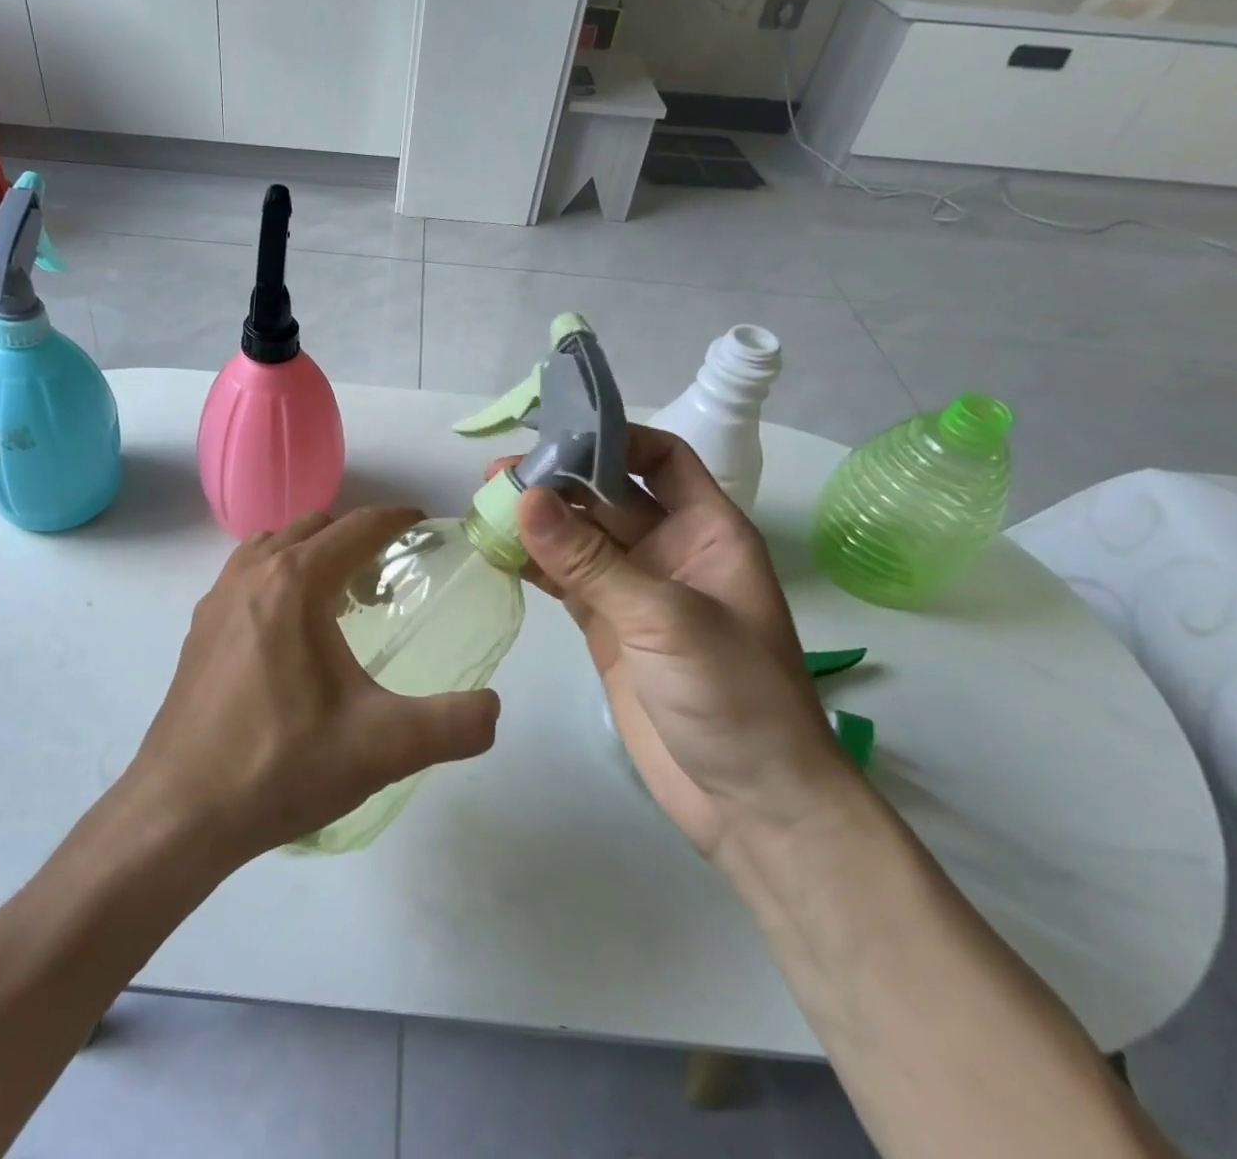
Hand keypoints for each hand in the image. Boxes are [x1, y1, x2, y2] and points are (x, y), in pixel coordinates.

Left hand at [127, 508, 500, 865]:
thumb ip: (452, 725)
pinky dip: (278, 574)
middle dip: (355, 537)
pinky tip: (291, 631)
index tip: (423, 525)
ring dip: (312, 552)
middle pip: (314, 526)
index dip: (395, 519)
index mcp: (295, 583)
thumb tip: (494, 709)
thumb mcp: (381, 748)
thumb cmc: (280, 766)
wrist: (180, 812)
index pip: (356, 528)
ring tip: (340, 597)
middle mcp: (252, 574)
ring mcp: (217, 597)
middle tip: (387, 576)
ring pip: (274, 545)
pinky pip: (247, 574)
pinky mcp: (199, 627)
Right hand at [497, 428, 858, 862]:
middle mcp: (671, 551)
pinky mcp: (607, 627)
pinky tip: (497, 553)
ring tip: (484, 506)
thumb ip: (591, 561)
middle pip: (608, 495)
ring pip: (579, 538)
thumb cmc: (734, 697)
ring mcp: (635, 590)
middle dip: (557, 481)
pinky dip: (533, 564)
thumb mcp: (665, 620)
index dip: (613, 440)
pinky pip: (565, 580)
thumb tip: (525, 499)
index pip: (661, 459)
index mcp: (708, 532)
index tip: (554, 434)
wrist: (752, 803)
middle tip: (496, 476)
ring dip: (537, 522)